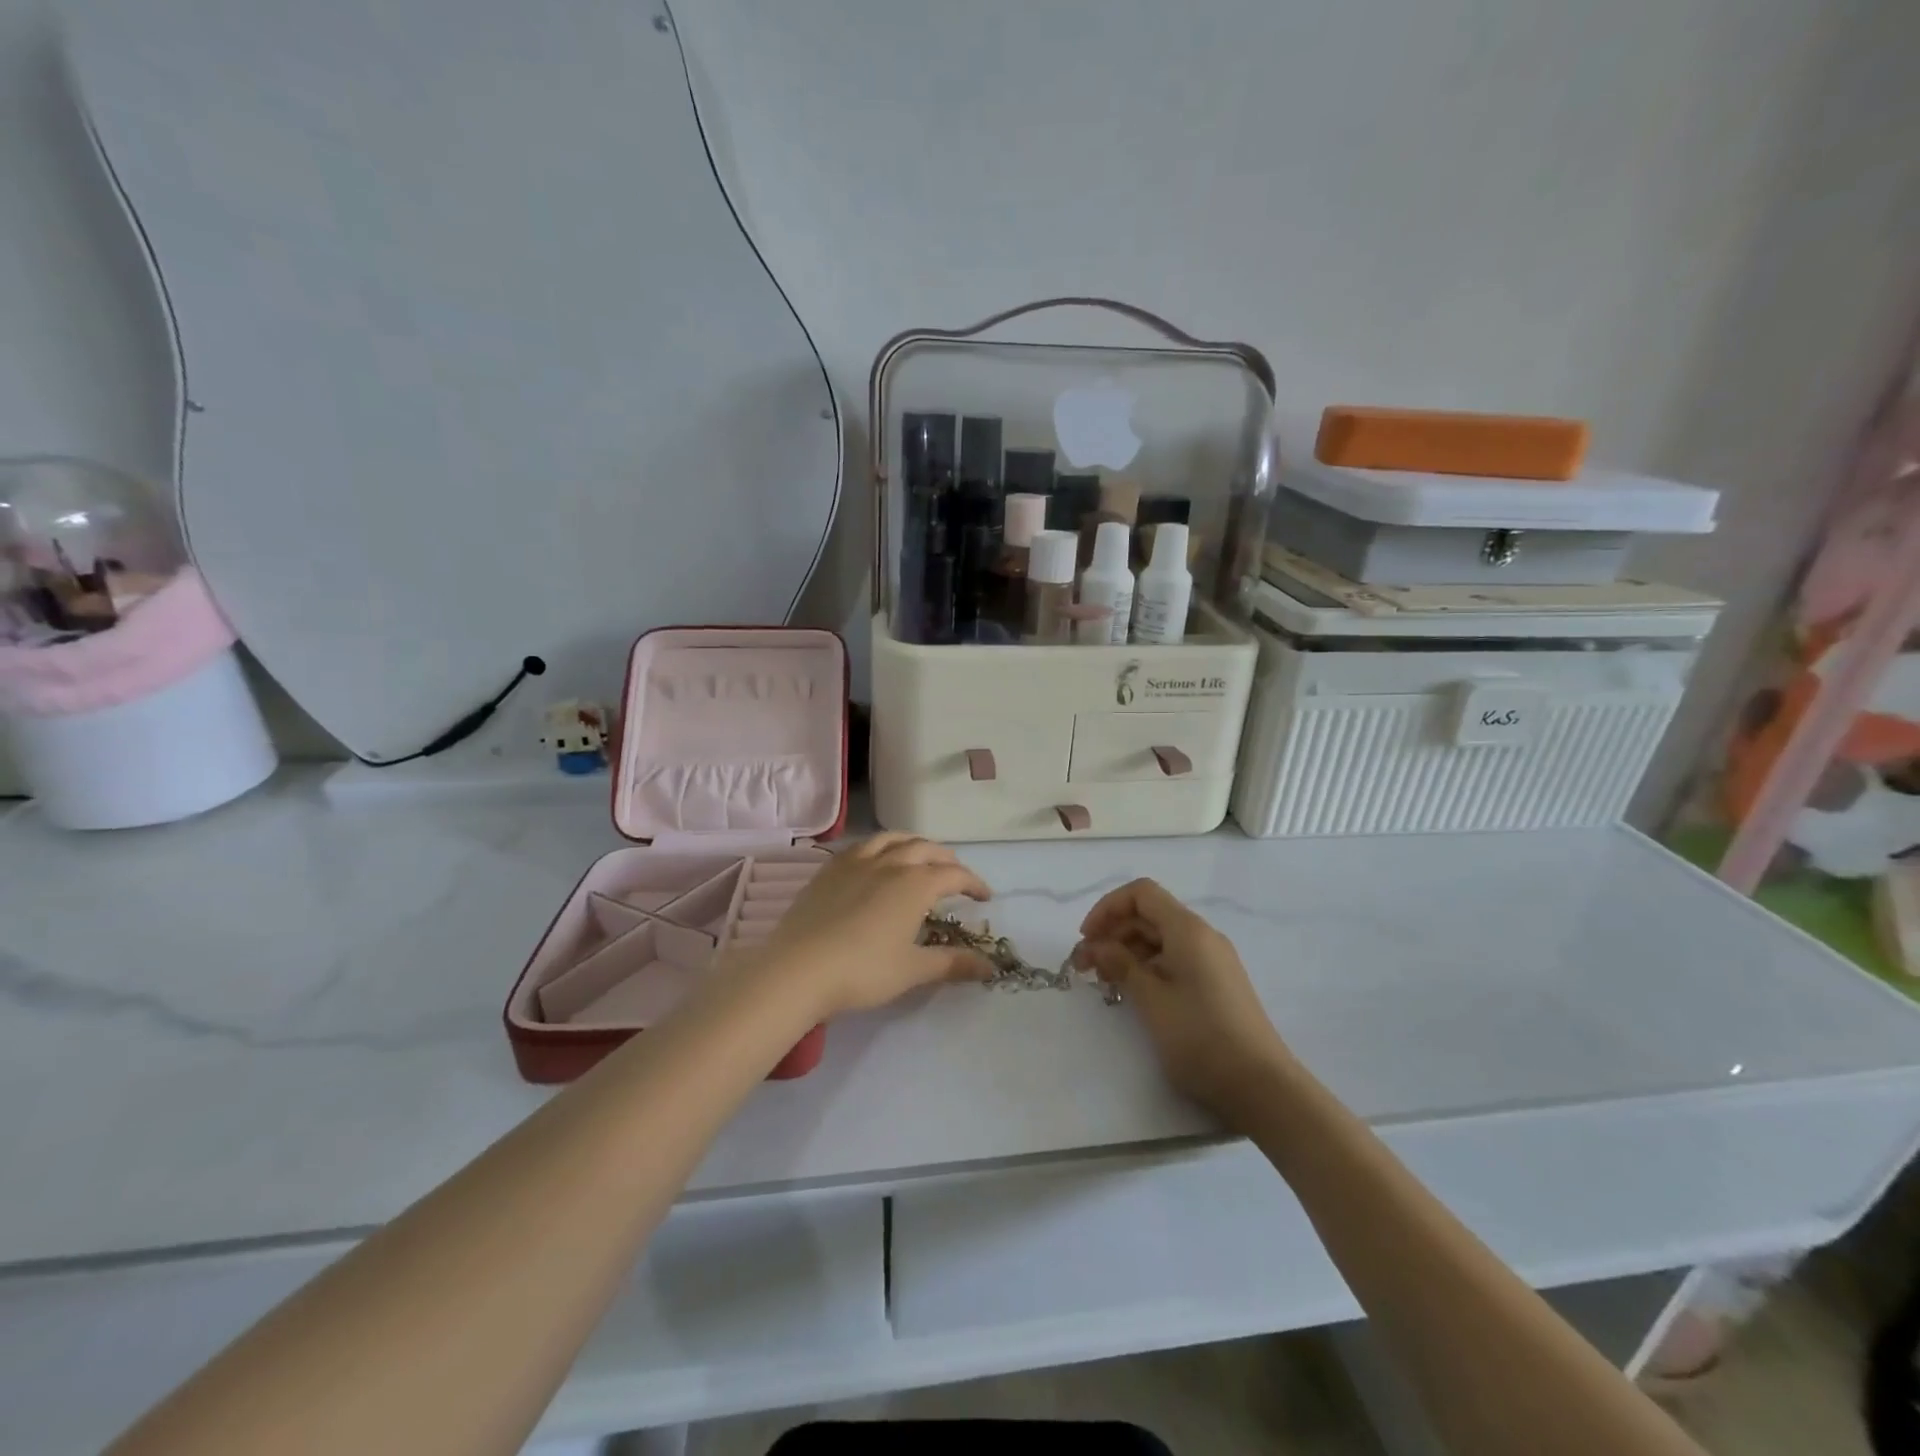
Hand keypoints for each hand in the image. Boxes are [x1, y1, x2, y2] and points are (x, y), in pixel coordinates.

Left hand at [762, 833, 993, 1016]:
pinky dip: (881, 845)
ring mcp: (856, 861)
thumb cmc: (863, 970)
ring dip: (914, 843)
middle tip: (956, 875)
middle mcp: (890, 863)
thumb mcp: (913, 970)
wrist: (798, 968)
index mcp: (915, 884)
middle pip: (926, 848)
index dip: (974, 883)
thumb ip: (953, 963)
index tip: (985, 897)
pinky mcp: (830, 869)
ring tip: (920, 855)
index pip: (954, 874)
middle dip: (947, 859)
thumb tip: (990, 967)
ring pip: (893, 838)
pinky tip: (877, 860)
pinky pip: (863, 845)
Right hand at [1071, 878, 1292, 1121]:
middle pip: (1149, 915)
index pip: (1141, 893)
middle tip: (1084, 966)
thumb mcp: (1151, 1000)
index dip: (1108, 908)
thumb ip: (1120, 964)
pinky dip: (1147, 967)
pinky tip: (1131, 992)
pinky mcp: (1215, 983)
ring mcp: (1212, 960)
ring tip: (1103, 982)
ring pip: (1160, 939)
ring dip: (1127, 951)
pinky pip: (1173, 959)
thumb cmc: (1201, 1037)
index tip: (1086, 939)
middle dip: (1113, 932)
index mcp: (1188, 930)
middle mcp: (1202, 936)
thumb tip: (1096, 945)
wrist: (1263, 1087)